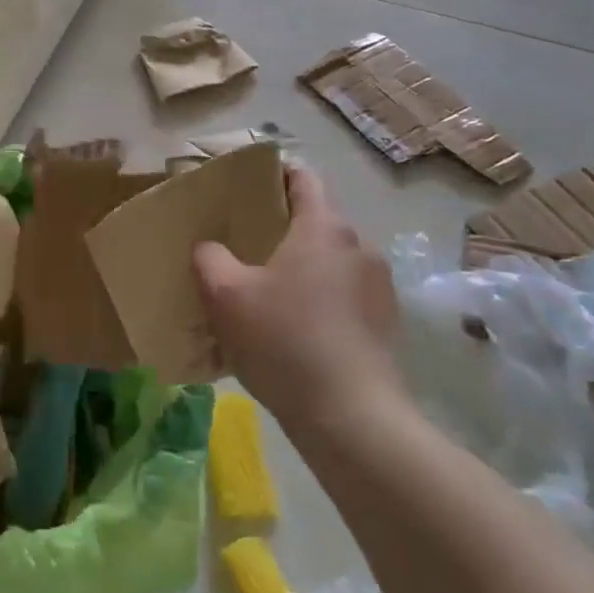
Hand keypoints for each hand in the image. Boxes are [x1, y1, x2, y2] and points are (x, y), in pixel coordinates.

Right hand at [192, 165, 407, 435]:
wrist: (351, 418)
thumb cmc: (284, 341)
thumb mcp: (226, 295)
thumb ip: (209, 258)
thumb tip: (209, 248)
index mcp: (323, 227)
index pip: (302, 177)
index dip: (273, 174)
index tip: (245, 187)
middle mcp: (358, 246)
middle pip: (315, 220)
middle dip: (280, 226)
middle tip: (242, 244)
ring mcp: (377, 286)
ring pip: (330, 260)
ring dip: (300, 266)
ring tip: (265, 291)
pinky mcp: (384, 323)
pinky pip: (343, 294)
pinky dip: (318, 298)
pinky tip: (293, 329)